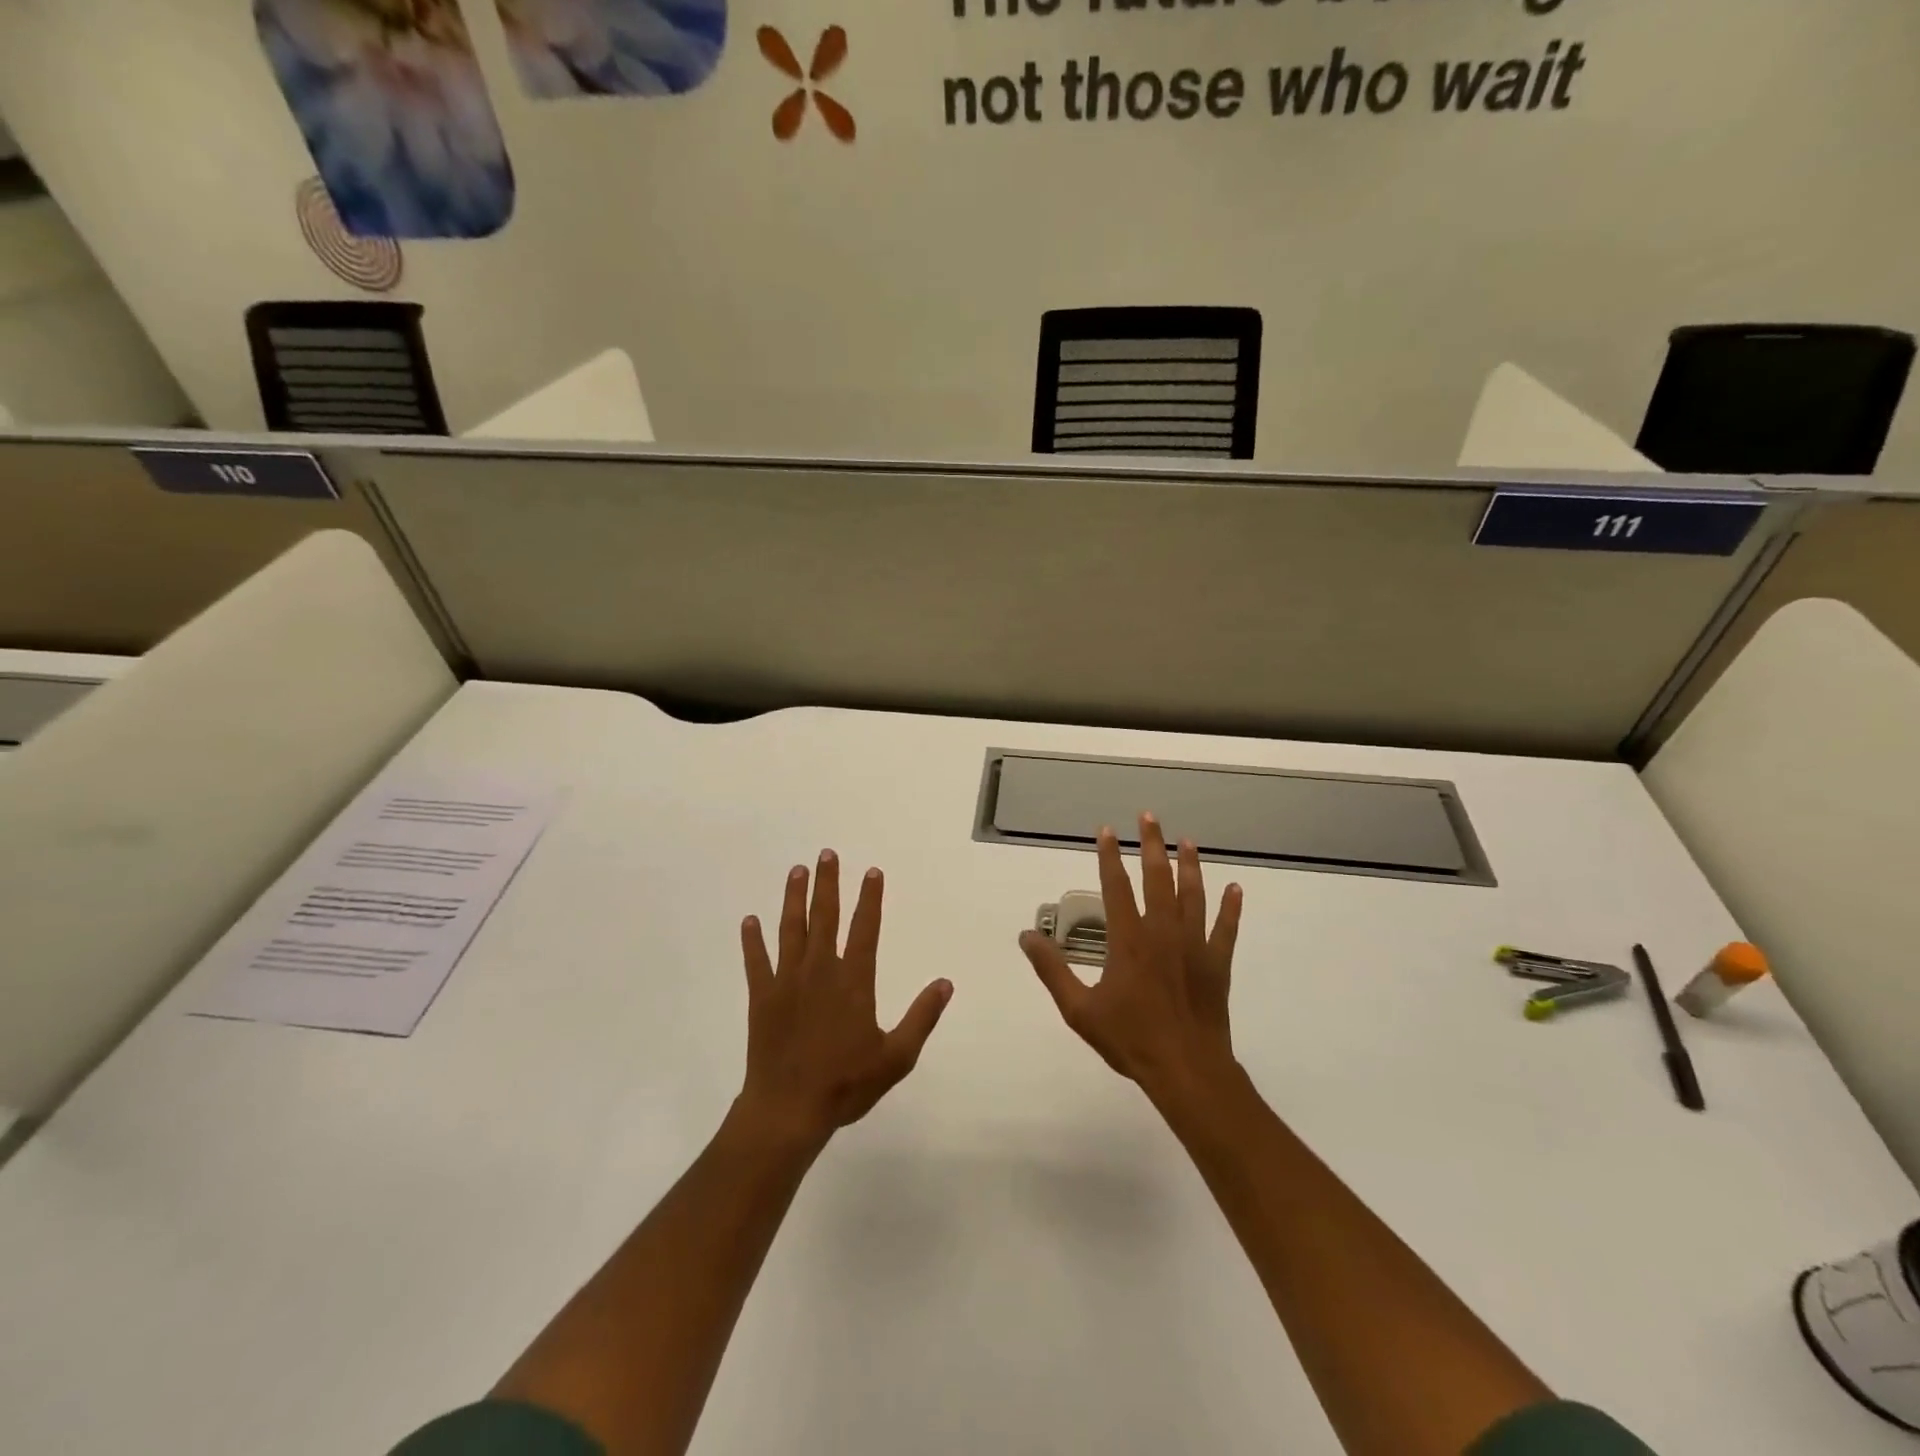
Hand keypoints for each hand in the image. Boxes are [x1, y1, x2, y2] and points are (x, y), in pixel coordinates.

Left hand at [739, 851, 952, 1149]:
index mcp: (853, 982)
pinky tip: (749, 920)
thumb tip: (945, 983)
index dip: (870, 899)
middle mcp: (820, 971)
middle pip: (826, 917)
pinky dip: (752, 941)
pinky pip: (756, 962)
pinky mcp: (762, 997)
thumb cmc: (846, 1084)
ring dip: (794, 898)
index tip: (872, 871)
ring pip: (791, 929)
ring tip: (797, 871)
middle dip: (828, 884)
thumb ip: (922, 1017)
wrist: (788, 1110)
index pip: (865, 929)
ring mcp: (787, 981)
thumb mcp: (896, 1057)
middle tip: (827, 854)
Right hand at [1021, 813, 1242, 1097]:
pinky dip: (1231, 908)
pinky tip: (1235, 888)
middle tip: (1149, 816)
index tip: (1106, 831)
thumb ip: (1052, 969)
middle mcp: (1163, 932)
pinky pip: (1226, 928)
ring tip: (1187, 842)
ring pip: (1193, 895)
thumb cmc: (1129, 1039)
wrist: (1185, 1070)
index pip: (1115, 886)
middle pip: (1157, 878)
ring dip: (1190, 866)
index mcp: (1128, 939)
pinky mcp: (1217, 963)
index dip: (1109, 856)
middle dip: (1152, 844)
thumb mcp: (1078, 1009)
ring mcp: (1194, 945)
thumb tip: (1026, 936)